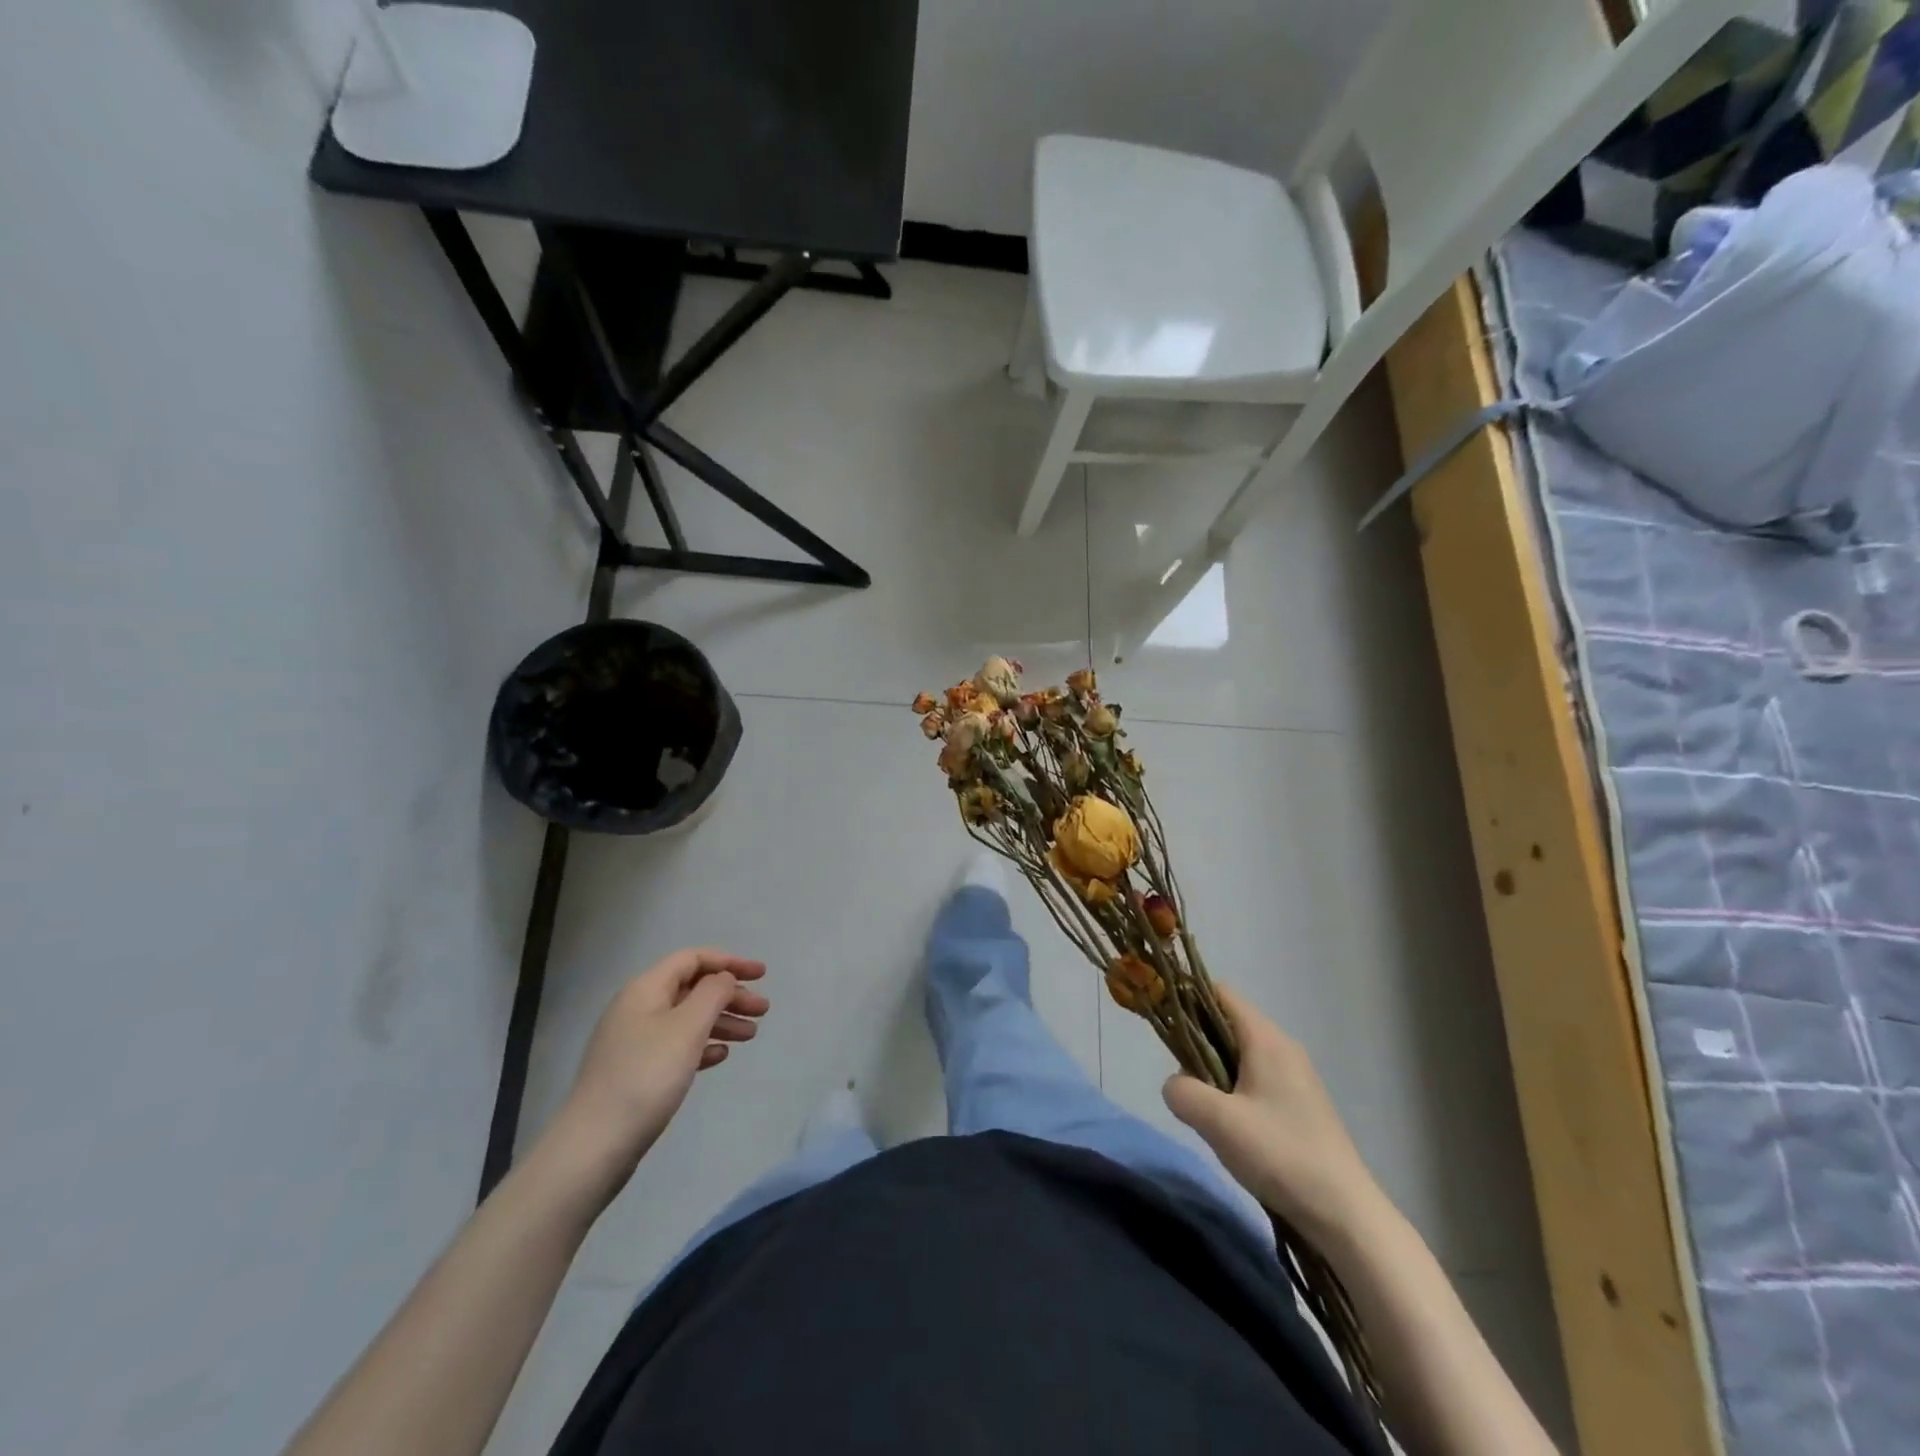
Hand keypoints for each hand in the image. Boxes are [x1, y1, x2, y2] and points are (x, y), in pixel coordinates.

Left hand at [549, 949, 767, 1194]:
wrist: (594, 1146)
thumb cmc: (646, 1076)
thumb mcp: (687, 1027)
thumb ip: (713, 994)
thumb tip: (723, 978)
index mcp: (645, 990)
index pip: (692, 959)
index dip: (729, 961)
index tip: (762, 975)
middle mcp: (637, 1009)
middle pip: (692, 989)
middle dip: (730, 995)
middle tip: (763, 1010)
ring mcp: (634, 1042)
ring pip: (687, 1019)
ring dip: (721, 1021)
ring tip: (751, 1035)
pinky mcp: (636, 1072)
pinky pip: (677, 1046)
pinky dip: (702, 1045)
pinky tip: (721, 1056)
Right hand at [1163, 984, 1383, 1244]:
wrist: (1345, 1215)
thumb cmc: (1280, 1154)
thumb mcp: (1217, 1122)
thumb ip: (1182, 1091)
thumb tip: (1176, 1085)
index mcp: (1266, 1039)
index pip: (1219, 993)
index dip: (1187, 999)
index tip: (1164, 1024)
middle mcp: (1283, 1048)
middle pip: (1228, 1023)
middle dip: (1198, 1043)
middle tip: (1184, 1079)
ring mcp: (1296, 1077)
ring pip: (1240, 1055)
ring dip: (1215, 1072)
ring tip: (1206, 1109)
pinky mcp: (1301, 1105)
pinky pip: (1256, 1080)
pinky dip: (1235, 1092)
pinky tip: (1232, 1128)